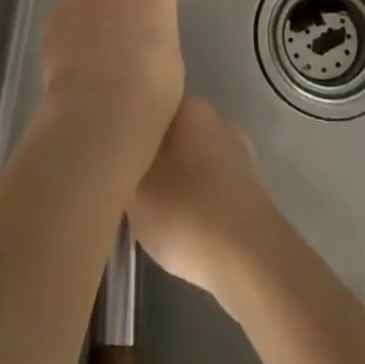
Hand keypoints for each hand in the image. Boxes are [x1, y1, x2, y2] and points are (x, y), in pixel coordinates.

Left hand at [39, 0, 184, 162]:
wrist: (104, 104)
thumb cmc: (154, 80)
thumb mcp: (168, 46)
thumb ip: (151, 24)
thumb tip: (138, 35)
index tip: (145, 8)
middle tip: (109, 1)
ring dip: (83, 0)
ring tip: (89, 39)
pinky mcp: (51, 13)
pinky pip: (61, 13)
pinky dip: (66, 27)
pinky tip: (73, 57)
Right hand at [129, 97, 286, 303]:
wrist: (253, 262)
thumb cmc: (187, 213)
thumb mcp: (135, 190)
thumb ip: (121, 164)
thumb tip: (116, 149)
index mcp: (190, 107)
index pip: (151, 101)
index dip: (130, 123)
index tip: (112, 147)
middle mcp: (217, 120)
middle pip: (173, 131)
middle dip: (153, 151)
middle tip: (126, 180)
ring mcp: (240, 154)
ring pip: (194, 158)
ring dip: (176, 177)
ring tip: (153, 209)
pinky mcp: (252, 190)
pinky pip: (213, 185)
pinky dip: (197, 199)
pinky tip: (184, 226)